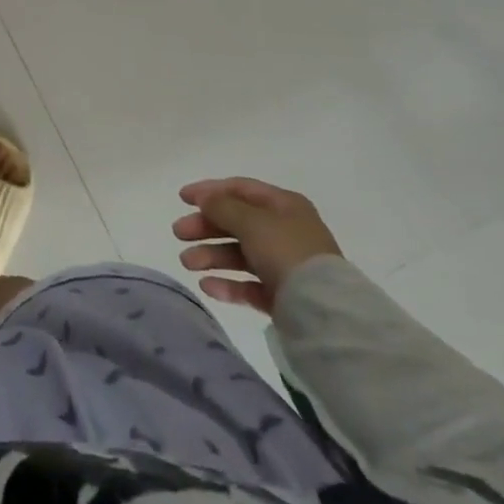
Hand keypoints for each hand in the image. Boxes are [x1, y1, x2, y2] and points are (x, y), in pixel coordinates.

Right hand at [172, 177, 341, 315]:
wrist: (325, 313)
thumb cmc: (287, 252)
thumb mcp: (251, 221)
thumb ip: (222, 206)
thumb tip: (204, 198)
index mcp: (284, 206)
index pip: (240, 189)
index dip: (210, 191)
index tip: (181, 198)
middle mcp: (285, 231)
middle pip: (236, 222)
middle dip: (205, 227)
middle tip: (178, 234)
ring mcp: (284, 265)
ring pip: (239, 254)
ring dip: (210, 255)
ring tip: (187, 264)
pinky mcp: (283, 296)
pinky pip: (249, 284)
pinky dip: (227, 283)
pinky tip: (207, 286)